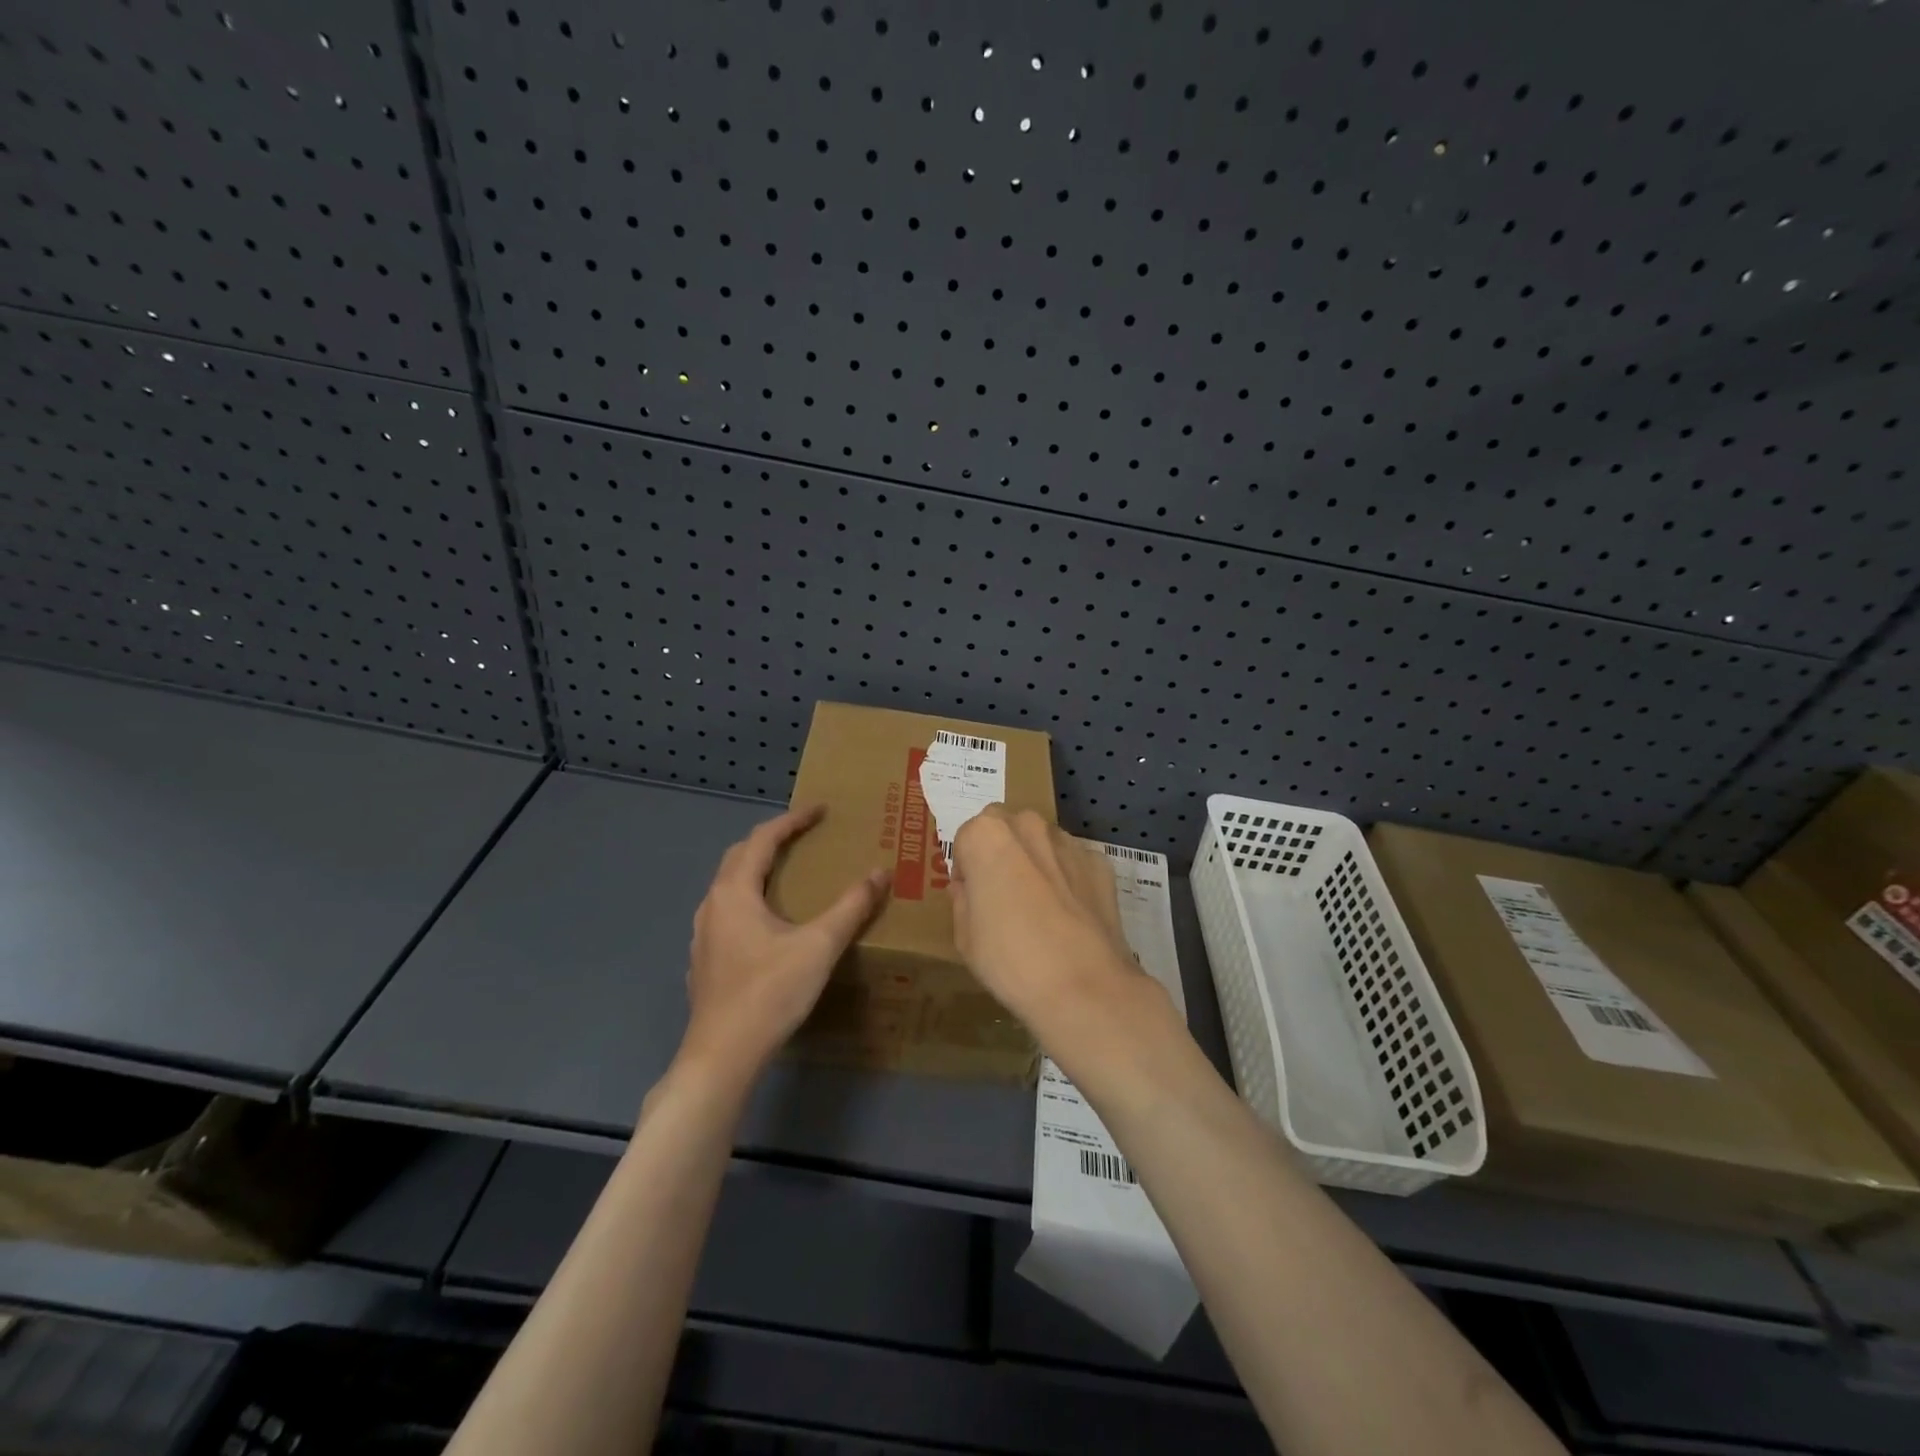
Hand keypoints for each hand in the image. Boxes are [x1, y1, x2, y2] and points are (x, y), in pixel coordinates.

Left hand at [679, 805, 888, 1081]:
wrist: (722, 1055)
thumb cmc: (770, 993)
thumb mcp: (820, 946)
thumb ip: (851, 907)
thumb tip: (880, 873)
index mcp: (735, 892)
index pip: (763, 839)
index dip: (792, 820)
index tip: (820, 809)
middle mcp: (713, 905)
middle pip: (740, 857)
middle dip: (771, 840)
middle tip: (804, 836)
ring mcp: (703, 935)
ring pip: (729, 886)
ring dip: (757, 869)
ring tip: (787, 874)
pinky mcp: (705, 961)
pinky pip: (727, 913)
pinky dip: (749, 899)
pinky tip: (767, 924)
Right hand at [949, 806, 1150, 1037]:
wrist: (1083, 987)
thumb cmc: (1010, 961)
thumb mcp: (966, 938)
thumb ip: (962, 901)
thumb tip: (968, 889)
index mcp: (987, 836)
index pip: (966, 838)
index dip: (966, 868)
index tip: (972, 897)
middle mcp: (1028, 826)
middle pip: (1006, 828)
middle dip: (1000, 852)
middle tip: (1002, 896)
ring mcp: (1068, 843)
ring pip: (1042, 842)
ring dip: (1035, 861)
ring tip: (1040, 908)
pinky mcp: (1100, 863)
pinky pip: (1073, 863)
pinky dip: (1068, 878)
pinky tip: (1069, 915)